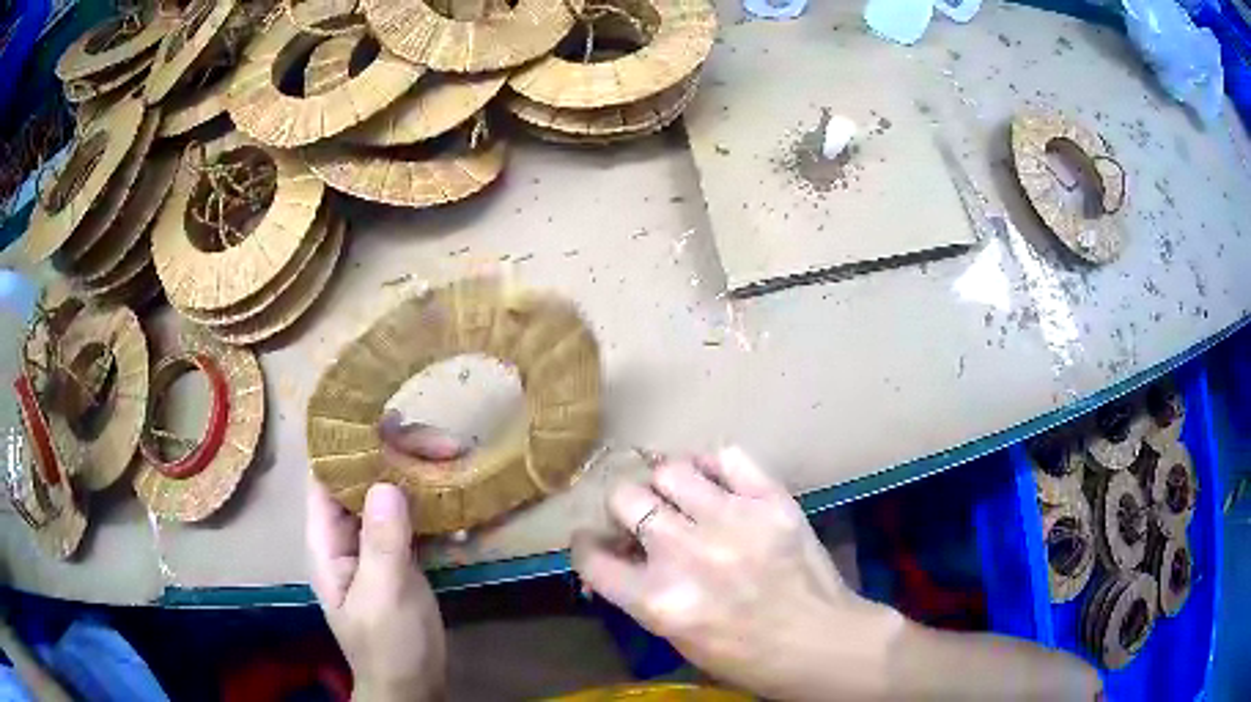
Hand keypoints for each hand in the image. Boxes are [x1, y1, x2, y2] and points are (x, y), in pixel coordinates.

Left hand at [306, 412, 461, 701]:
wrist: (413, 685)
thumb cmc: (390, 646)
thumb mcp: (384, 596)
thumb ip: (382, 542)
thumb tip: (384, 483)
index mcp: (327, 541)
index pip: (326, 477)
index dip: (348, 445)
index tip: (387, 418)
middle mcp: (346, 534)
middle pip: (363, 479)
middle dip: (399, 457)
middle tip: (445, 446)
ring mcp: (374, 545)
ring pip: (391, 495)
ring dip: (423, 479)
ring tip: (458, 466)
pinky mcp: (400, 556)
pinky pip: (414, 521)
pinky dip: (436, 513)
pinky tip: (461, 521)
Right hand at [572, 447, 902, 699]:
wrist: (820, 643)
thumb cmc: (745, 656)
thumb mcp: (676, 637)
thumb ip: (639, 595)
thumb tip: (614, 557)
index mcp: (657, 600)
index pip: (591, 555)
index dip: (586, 544)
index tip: (595, 540)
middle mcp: (686, 555)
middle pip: (624, 498)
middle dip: (624, 508)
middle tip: (642, 518)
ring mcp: (731, 521)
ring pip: (670, 470)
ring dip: (667, 484)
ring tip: (681, 497)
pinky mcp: (771, 501)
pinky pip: (728, 456)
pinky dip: (714, 464)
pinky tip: (717, 481)